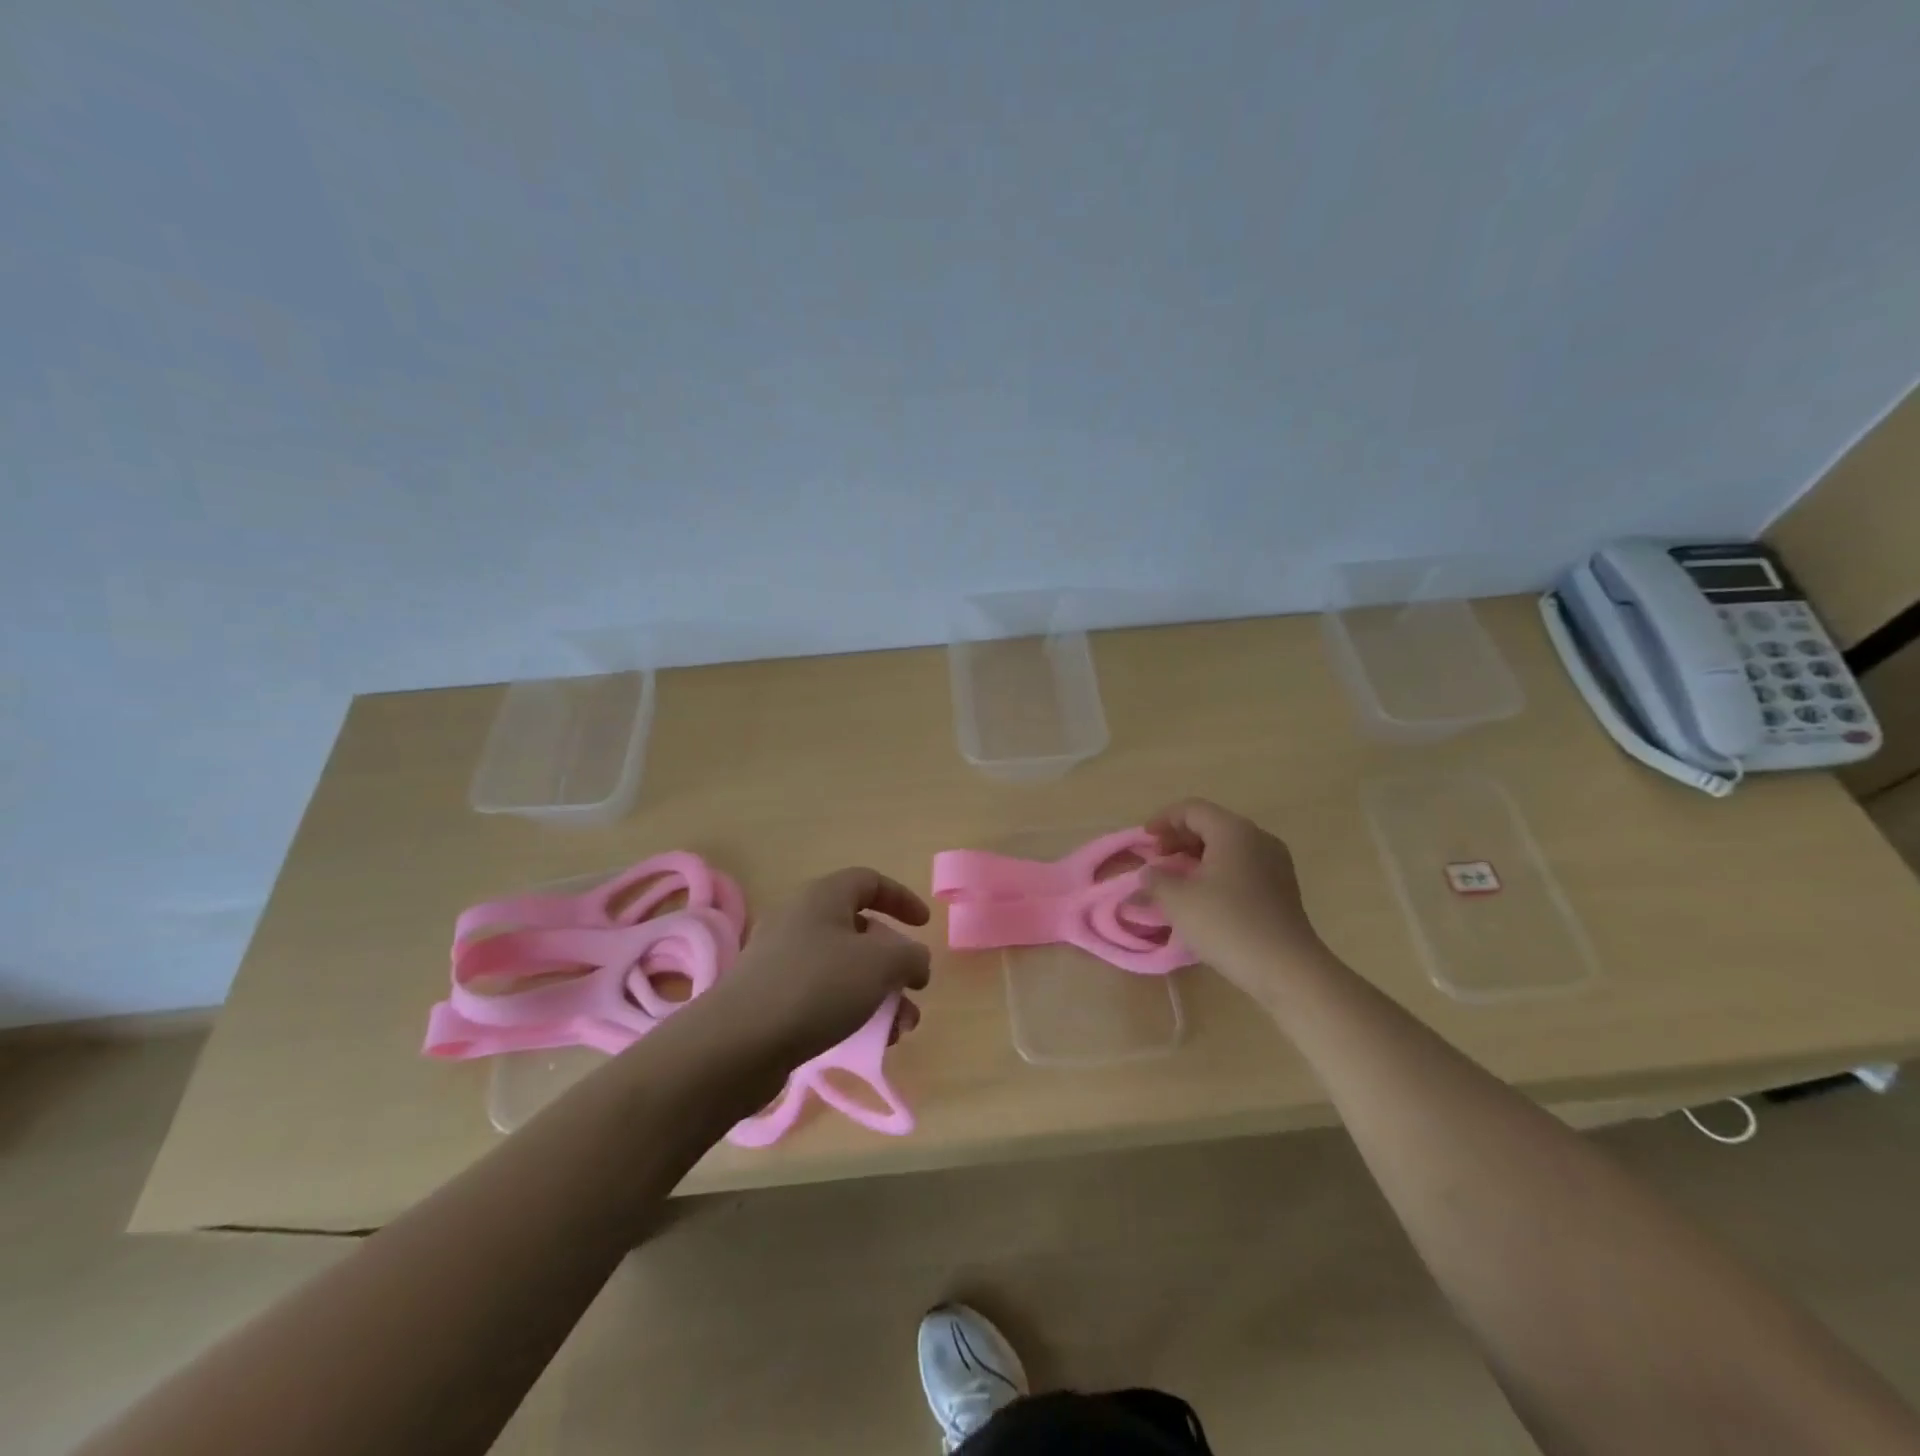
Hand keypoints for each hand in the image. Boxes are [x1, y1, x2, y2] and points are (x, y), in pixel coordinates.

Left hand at [699, 867, 932, 1071]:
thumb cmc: (816, 987)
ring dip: (877, 994)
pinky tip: (863, 1042)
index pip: (869, 881)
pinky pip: (820, 994)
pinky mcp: (769, 996)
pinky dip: (848, 1011)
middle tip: (912, 992)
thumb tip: (914, 961)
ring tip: (897, 1031)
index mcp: (823, 896)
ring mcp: (780, 959)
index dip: (902, 899)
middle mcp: (799, 919)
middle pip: (859, 930)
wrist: (737, 1043)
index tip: (924, 926)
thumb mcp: (881, 965)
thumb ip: (910, 956)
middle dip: (893, 963)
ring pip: (843, 968)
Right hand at [1142, 799, 1325, 997]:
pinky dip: (1218, 871)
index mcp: (1233, 831)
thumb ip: (1156, 879)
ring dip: (1198, 857)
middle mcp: (1258, 838)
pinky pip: (1243, 866)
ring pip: (1228, 846)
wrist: (1286, 968)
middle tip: (1158, 860)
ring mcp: (1275, 863)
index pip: (1192, 809)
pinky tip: (1204, 897)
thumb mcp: (1178, 900)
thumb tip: (1150, 872)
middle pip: (1212, 824)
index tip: (1144, 840)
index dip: (1163, 820)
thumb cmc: (1226, 923)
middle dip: (1179, 838)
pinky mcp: (1282, 888)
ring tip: (1177, 880)